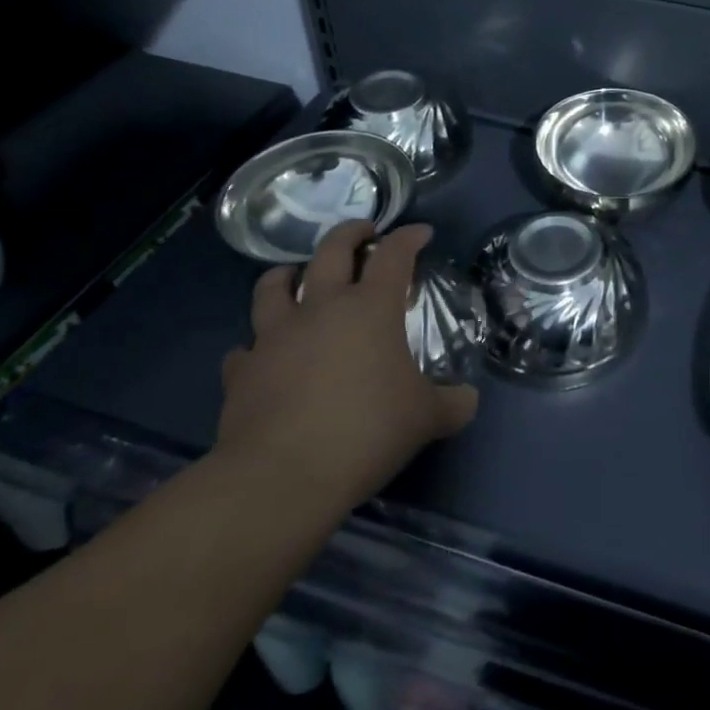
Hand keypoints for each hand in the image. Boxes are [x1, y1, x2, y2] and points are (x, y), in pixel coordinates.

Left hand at [215, 221, 477, 511]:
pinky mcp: (241, 372)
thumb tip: (468, 400)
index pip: (394, 254)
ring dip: (287, 275)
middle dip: (350, 233)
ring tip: (296, 276)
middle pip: (331, 250)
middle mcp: (321, 308)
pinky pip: (245, 348)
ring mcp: (275, 337)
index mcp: (370, 308)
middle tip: (362, 232)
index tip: (421, 233)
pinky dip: (255, 346)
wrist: (282, 477)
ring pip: (272, 286)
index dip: (409, 237)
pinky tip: (262, 357)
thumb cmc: (366, 431)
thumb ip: (452, 403)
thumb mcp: (426, 418)